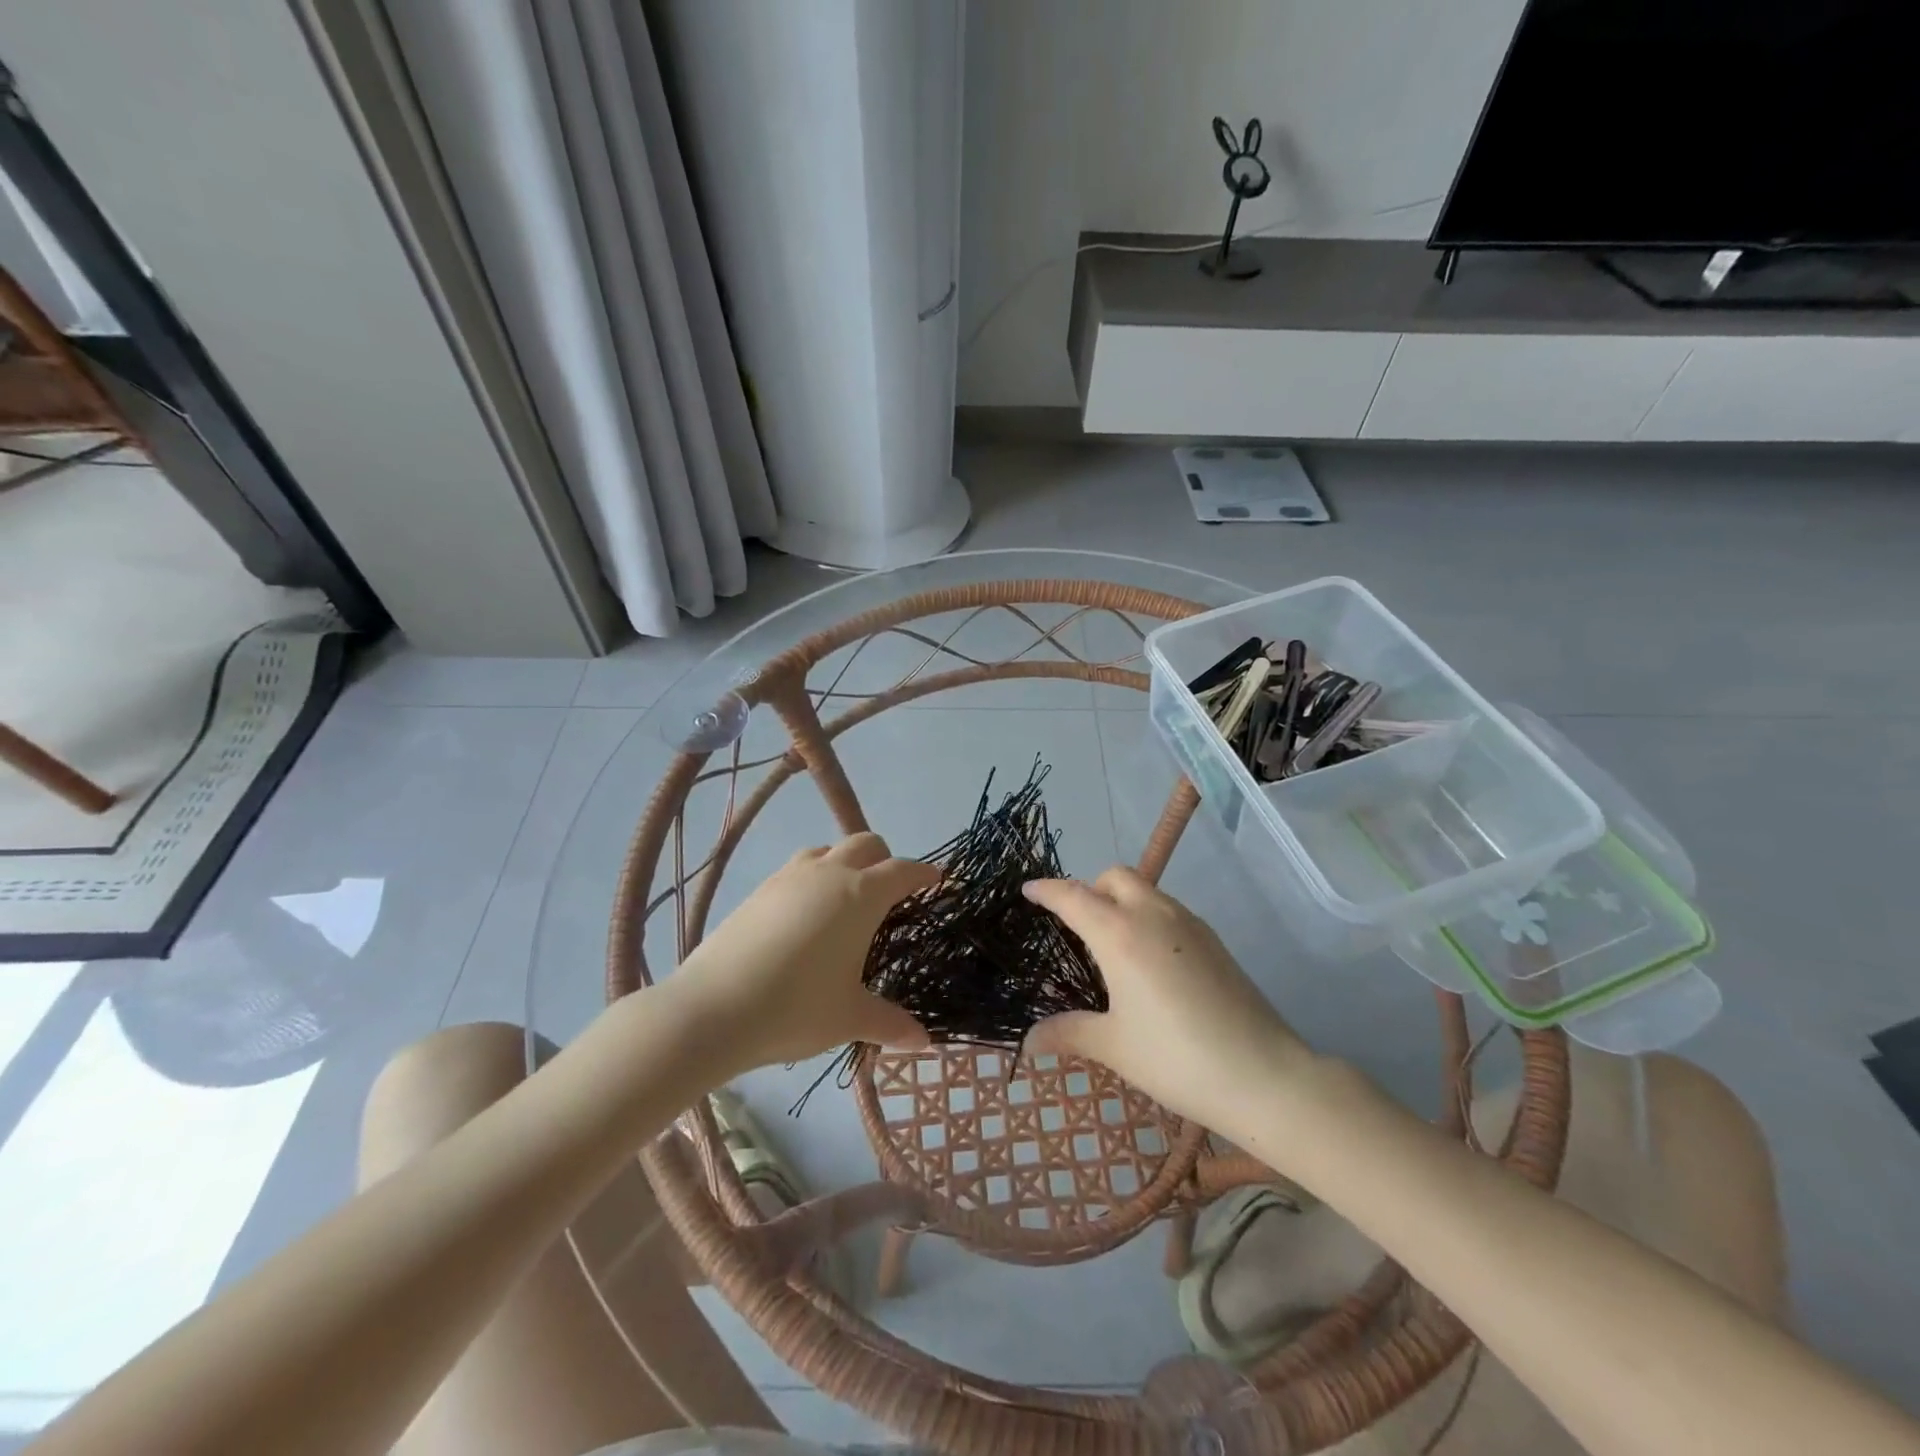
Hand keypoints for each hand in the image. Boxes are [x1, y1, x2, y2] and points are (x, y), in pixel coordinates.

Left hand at [677, 833, 937, 1072]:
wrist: (712, 1009)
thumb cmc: (796, 1008)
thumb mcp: (850, 1017)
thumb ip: (891, 1024)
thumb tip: (925, 1043)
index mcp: (861, 895)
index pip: (903, 870)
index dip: (925, 875)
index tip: (939, 882)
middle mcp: (829, 873)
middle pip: (867, 844)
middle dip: (886, 860)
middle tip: (891, 896)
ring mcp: (790, 877)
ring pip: (828, 850)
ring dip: (845, 864)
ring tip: (846, 902)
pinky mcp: (760, 889)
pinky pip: (798, 869)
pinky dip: (814, 879)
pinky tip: (805, 918)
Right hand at [1022, 867, 1315, 1132]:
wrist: (1264, 1075)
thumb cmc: (1177, 1059)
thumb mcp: (1114, 1047)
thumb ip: (1068, 1033)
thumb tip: (1028, 1040)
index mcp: (1119, 934)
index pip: (1073, 896)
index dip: (1046, 890)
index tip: (1028, 890)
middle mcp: (1152, 915)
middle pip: (1114, 877)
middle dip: (1089, 888)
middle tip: (1076, 924)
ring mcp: (1188, 923)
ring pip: (1145, 889)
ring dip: (1121, 900)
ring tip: (1112, 944)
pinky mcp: (1213, 939)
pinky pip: (1168, 909)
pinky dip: (1147, 915)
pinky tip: (1150, 960)